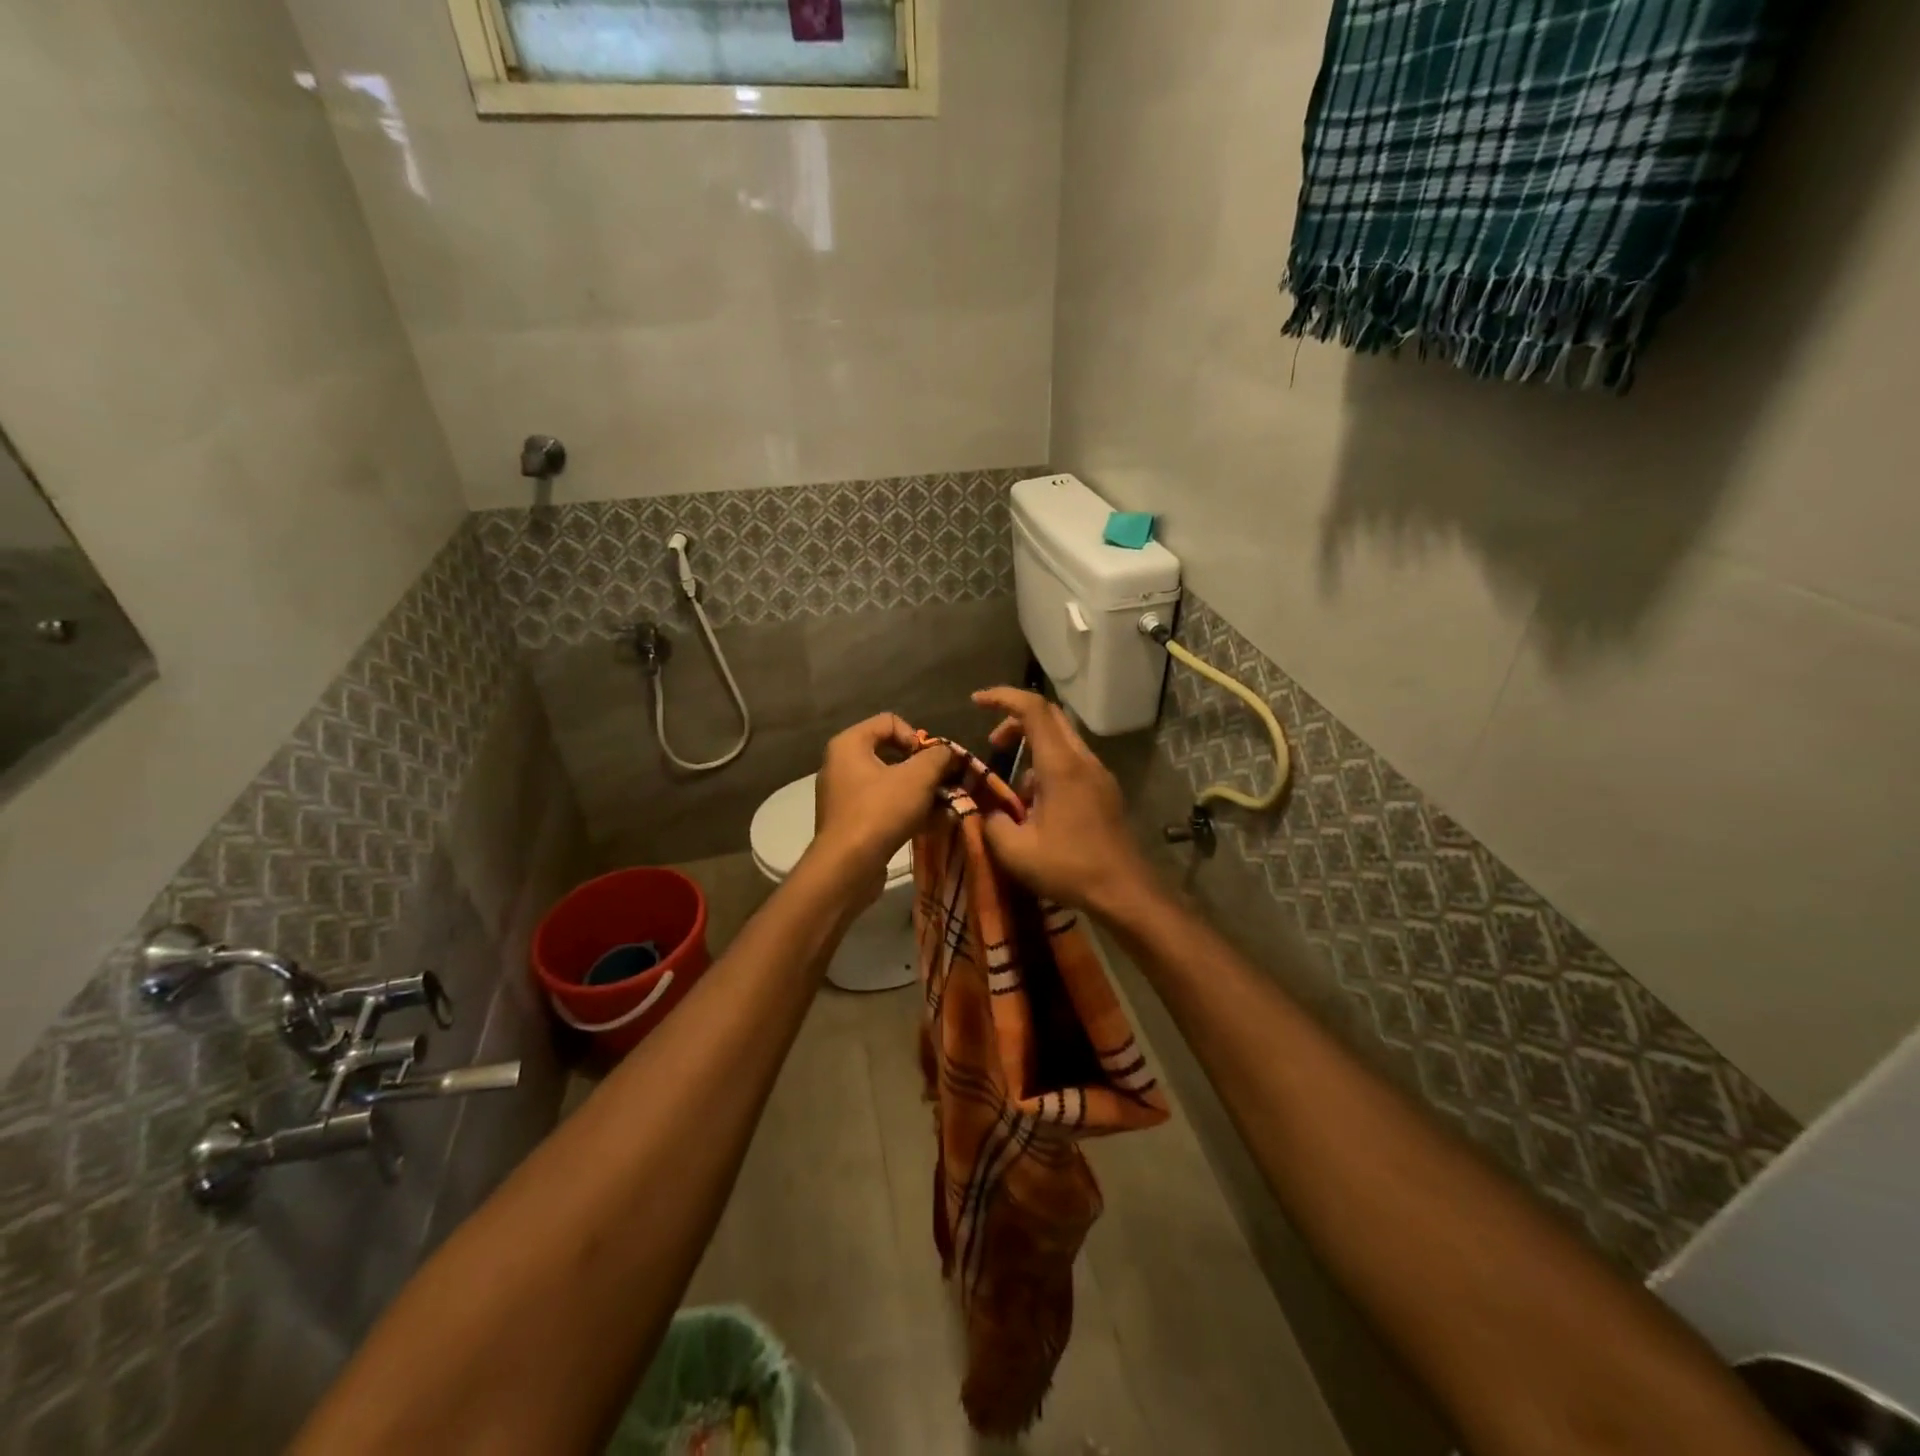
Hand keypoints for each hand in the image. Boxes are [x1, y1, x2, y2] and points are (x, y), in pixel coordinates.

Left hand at [811, 713, 953, 888]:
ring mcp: (841, 795)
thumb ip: (938, 757)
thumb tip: (948, 753)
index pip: (890, 721)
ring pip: (887, 781)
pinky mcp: (847, 821)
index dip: (917, 737)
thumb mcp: (918, 777)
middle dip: (920, 767)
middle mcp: (839, 764)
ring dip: (915, 791)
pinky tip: (924, 824)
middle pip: (889, 752)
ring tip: (938, 806)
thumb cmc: (880, 811)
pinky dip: (902, 809)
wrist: (848, 867)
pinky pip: (880, 805)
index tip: (931, 763)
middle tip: (940, 783)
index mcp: (848, 744)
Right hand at [971, 688, 1157, 915]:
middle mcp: (1083, 760)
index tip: (976, 702)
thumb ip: (990, 822)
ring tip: (1012, 792)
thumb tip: (983, 809)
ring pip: (1061, 740)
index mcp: (1061, 765)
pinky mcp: (1105, 790)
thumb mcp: (1016, 851)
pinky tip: (1037, 807)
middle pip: (1049, 717)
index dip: (1002, 697)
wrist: (1126, 891)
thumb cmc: (1071, 868)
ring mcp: (1099, 774)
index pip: (1032, 709)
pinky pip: (1072, 763)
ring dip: (1032, 750)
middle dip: (1015, 721)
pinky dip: (1048, 768)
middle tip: (993, 744)